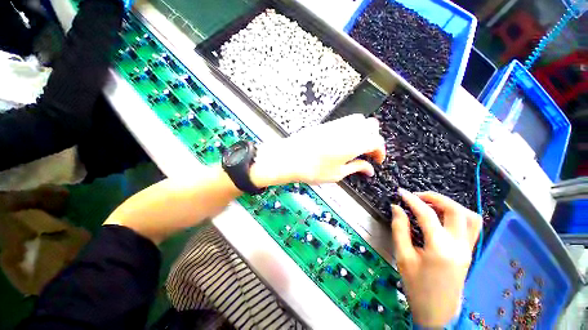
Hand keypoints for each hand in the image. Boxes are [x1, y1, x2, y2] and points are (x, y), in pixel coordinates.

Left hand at [250, 114, 384, 186]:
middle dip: (373, 138)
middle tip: (366, 153)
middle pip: (371, 126)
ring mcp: (336, 124)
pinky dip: (351, 129)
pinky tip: (342, 141)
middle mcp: (348, 129)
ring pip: (359, 120)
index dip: (380, 152)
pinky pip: (345, 121)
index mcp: (355, 143)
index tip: (376, 161)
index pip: (377, 141)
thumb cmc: (314, 170)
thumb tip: (369, 169)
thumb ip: (356, 168)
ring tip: (355, 147)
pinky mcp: (326, 124)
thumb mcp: (337, 174)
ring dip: (363, 131)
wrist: (290, 158)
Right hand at [391, 190, 481, 326]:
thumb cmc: (416, 286)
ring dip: (450, 205)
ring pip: (470, 216)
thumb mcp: (403, 257)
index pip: (427, 214)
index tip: (401, 193)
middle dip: (435, 197)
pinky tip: (442, 217)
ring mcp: (468, 249)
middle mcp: (459, 246)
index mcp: (440, 248)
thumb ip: (399, 229)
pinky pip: (471, 226)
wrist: (438, 312)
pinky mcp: (469, 252)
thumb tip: (397, 208)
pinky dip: (458, 215)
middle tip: (416, 196)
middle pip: (455, 210)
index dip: (412, 200)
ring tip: (431, 204)